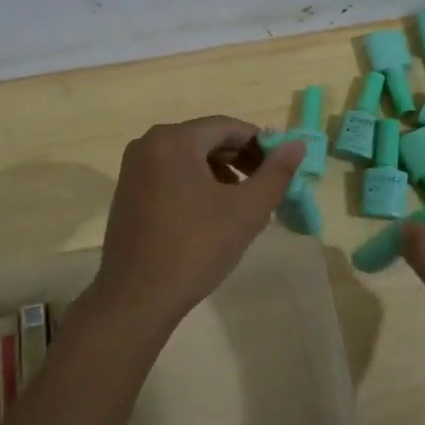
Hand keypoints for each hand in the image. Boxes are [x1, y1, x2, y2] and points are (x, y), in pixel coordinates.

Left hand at [92, 117, 306, 328]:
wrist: (137, 297)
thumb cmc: (195, 248)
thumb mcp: (246, 211)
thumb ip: (276, 173)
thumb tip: (297, 145)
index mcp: (174, 140)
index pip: (228, 127)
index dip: (260, 144)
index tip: (282, 168)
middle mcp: (148, 144)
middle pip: (206, 140)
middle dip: (239, 160)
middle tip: (265, 188)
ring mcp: (133, 169)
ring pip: (188, 159)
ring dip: (219, 174)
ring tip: (241, 205)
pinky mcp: (127, 192)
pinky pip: (169, 175)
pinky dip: (195, 185)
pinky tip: (210, 215)